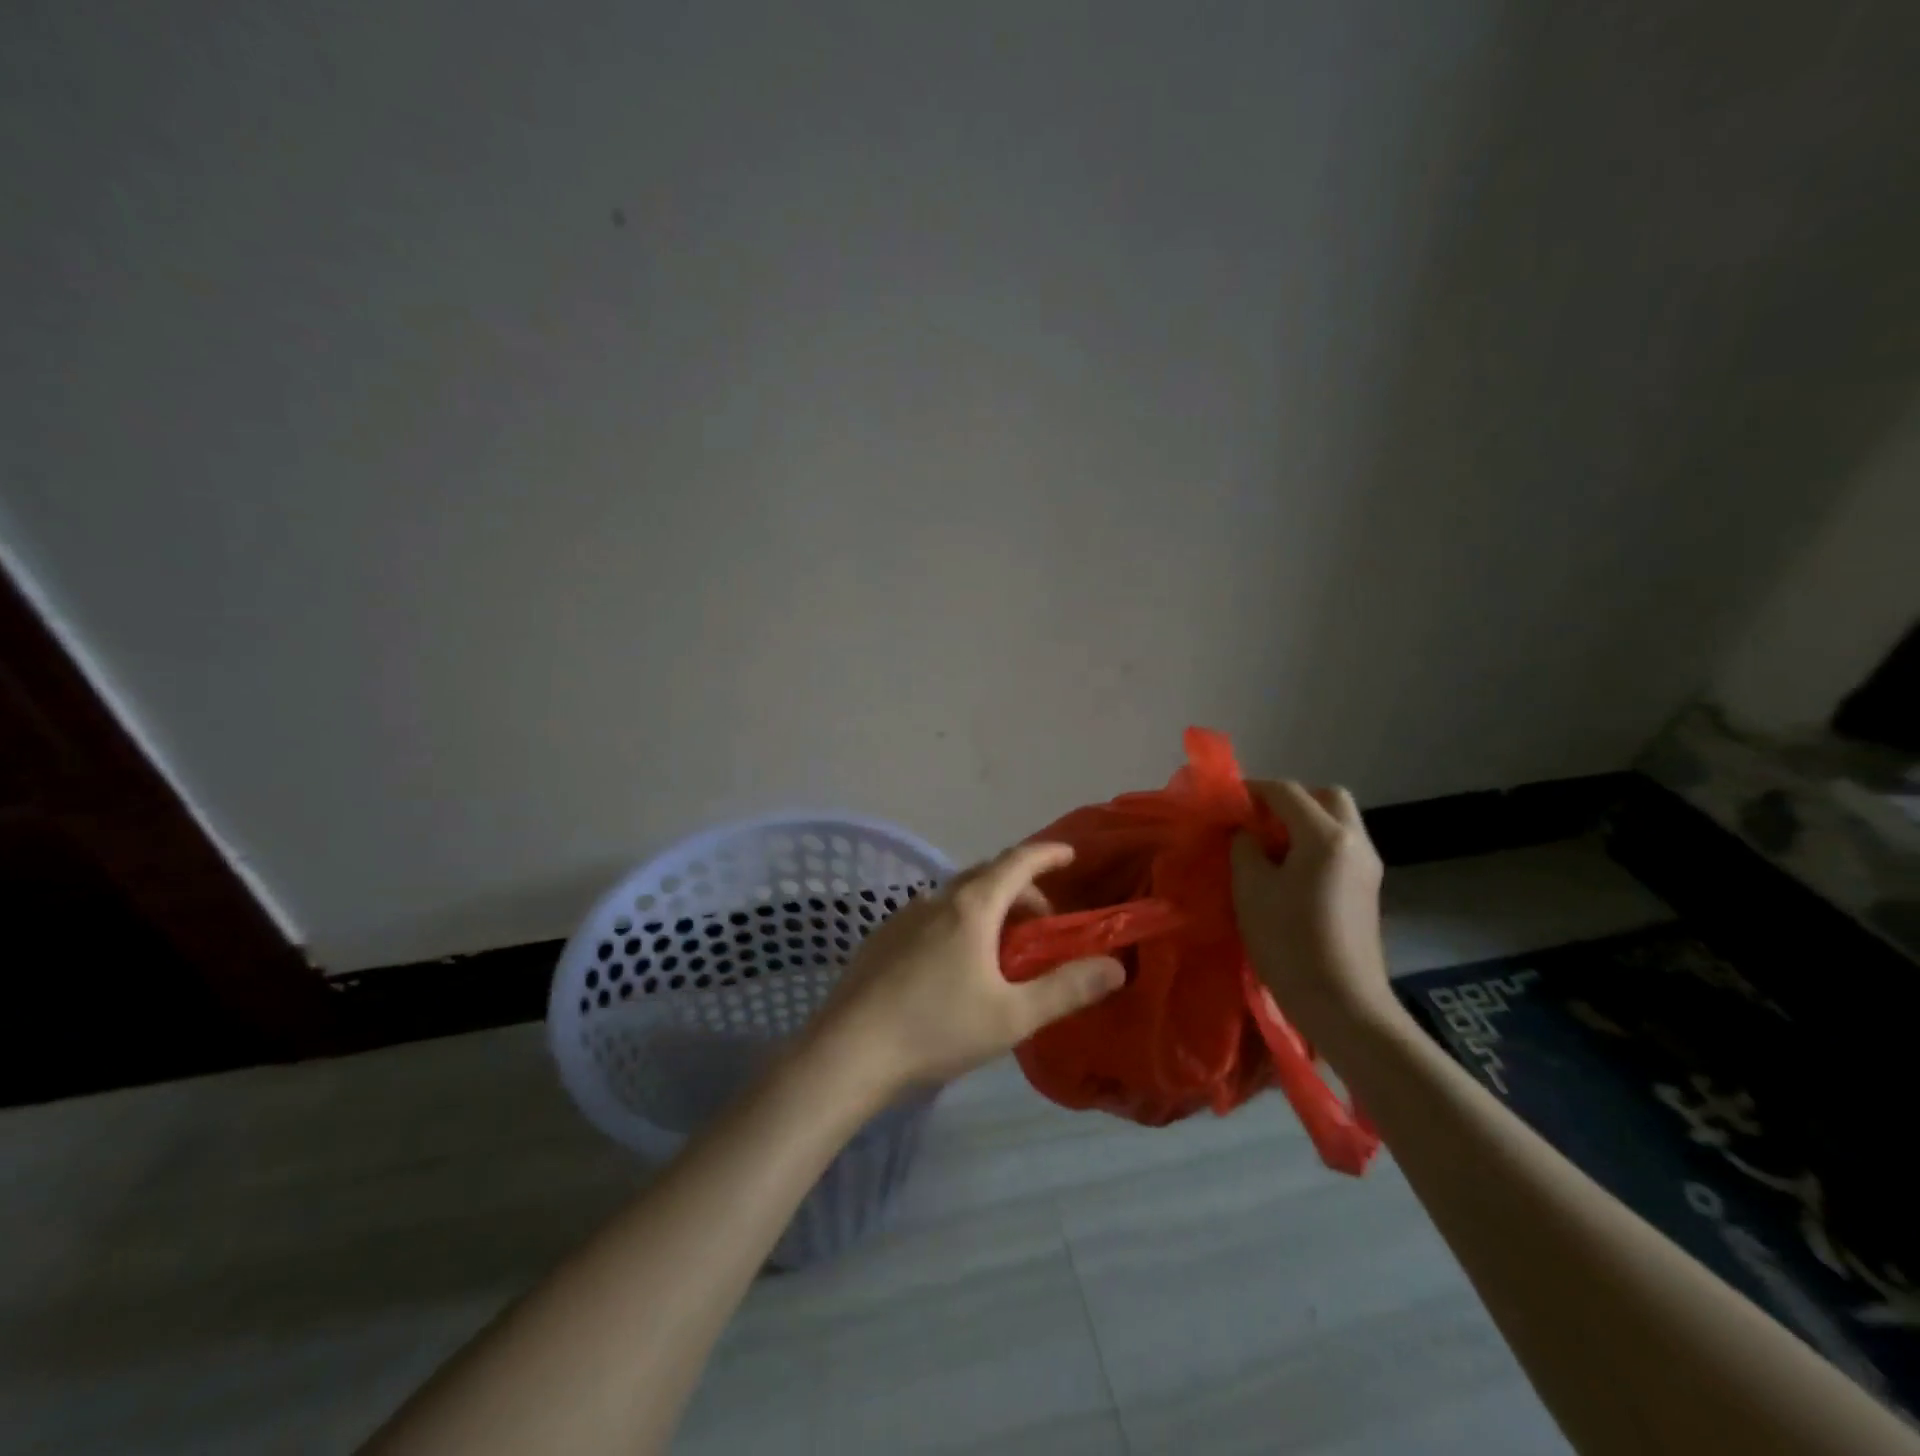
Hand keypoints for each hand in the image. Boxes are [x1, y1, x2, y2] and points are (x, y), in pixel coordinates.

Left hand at [809, 842, 1125, 1096]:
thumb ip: (1066, 989)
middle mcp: (935, 900)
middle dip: (1022, 890)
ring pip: (957, 896)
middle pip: (987, 876)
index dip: (1047, 854)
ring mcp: (903, 917)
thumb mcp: (1012, 1016)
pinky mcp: (882, 938)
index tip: (1070, 855)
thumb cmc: (936, 1029)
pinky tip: (956, 967)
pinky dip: (959, 923)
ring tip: (1002, 951)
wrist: (848, 1052)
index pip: (1017, 862)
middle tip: (1043, 926)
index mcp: (971, 907)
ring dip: (989, 909)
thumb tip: (1115, 967)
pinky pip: (932, 916)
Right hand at [1230, 781, 1398, 1047]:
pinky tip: (1291, 872)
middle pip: (1326, 796)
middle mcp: (1354, 841)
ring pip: (1338, 821)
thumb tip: (1247, 832)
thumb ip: (1244, 847)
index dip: (1252, 790)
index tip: (1226, 803)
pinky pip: (1341, 846)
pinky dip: (1316, 844)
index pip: (1286, 791)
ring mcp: (1368, 866)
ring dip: (1304, 822)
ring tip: (1270, 848)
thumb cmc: (1289, 942)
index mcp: (1325, 836)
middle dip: (1290, 800)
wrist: (1342, 1004)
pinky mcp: (1368, 888)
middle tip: (1258, 822)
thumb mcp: (1251, 888)